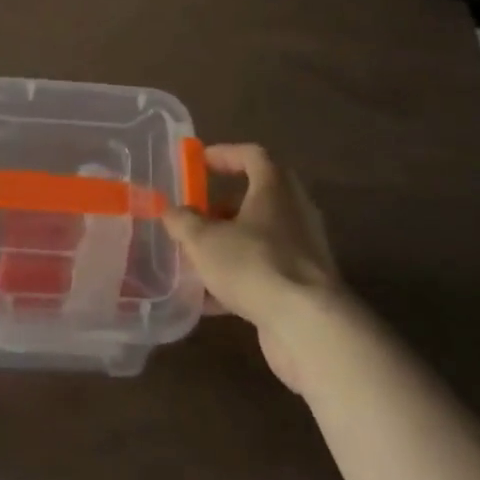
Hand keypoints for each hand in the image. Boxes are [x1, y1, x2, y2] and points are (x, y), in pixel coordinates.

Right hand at [162, 143, 344, 392]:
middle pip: (258, 197)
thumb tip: (172, 210)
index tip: (199, 162)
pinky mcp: (303, 286)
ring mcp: (303, 250)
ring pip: (260, 237)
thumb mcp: (204, 240)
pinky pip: (265, 271)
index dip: (225, 154)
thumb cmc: (253, 264)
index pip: (253, 155)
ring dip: (229, 244)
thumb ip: (183, 222)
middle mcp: (294, 212)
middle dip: (223, 206)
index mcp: (275, 188)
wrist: (307, 325)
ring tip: (196, 258)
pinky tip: (209, 301)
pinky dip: (239, 278)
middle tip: (197, 214)